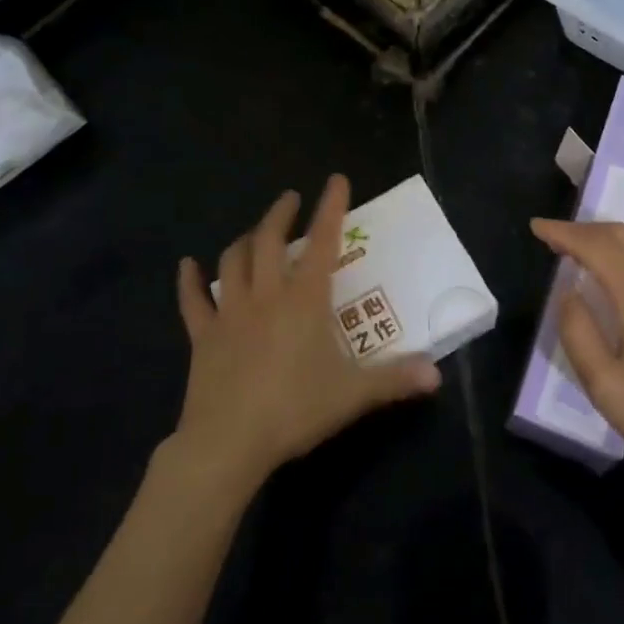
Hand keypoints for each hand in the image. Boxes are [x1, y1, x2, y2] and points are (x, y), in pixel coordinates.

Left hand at [173, 176, 440, 490]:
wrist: (228, 443)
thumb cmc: (295, 410)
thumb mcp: (353, 395)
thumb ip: (395, 379)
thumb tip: (437, 375)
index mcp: (304, 300)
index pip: (322, 242)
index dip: (331, 208)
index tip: (335, 180)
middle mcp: (266, 294)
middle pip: (269, 240)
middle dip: (281, 214)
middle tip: (290, 199)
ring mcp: (230, 312)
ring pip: (233, 261)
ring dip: (245, 239)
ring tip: (256, 232)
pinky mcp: (203, 335)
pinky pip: (192, 300)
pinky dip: (189, 280)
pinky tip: (186, 265)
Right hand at [532, 218, 623, 536]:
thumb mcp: (607, 387)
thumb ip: (578, 333)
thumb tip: (568, 295)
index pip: (596, 246)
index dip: (563, 232)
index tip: (536, 227)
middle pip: (622, 235)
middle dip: (584, 229)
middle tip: (554, 239)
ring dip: (608, 238)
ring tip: (582, 251)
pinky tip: (619, 274)